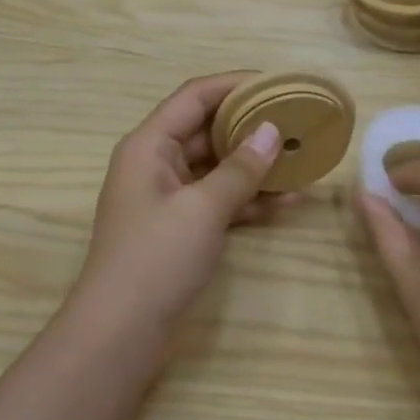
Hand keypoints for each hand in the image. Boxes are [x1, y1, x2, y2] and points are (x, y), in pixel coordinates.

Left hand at [74, 73, 283, 341]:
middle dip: (250, 124)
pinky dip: (247, 198)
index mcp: (149, 145)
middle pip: (207, 128)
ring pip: (216, 165)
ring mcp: (168, 197)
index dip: (234, 83)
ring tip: (300, 158)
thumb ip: (240, 168)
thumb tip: (272, 130)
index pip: (194, 96)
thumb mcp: (203, 209)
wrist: (119, 337)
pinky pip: (218, 198)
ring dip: (254, 163)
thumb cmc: (155, 260)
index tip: (276, 82)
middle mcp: (156, 163)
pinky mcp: (180, 227)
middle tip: (295, 119)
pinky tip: (286, 201)